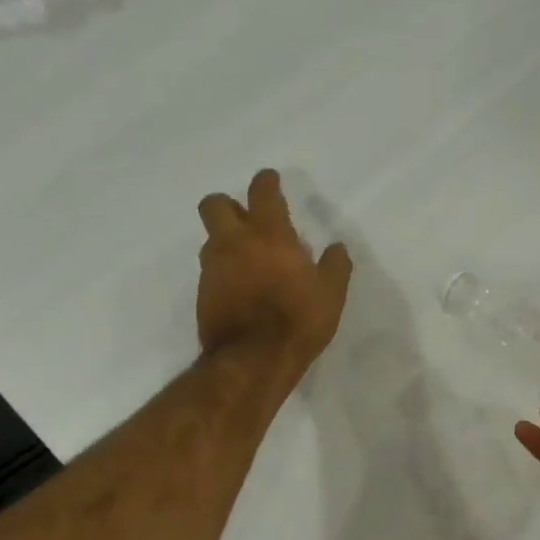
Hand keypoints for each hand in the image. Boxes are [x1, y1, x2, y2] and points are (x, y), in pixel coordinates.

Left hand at [197, 169, 352, 382]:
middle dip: (229, 205)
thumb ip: (335, 266)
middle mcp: (234, 243)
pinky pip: (211, 271)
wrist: (252, 360)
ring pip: (211, 239)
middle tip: (247, 218)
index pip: (262, 193)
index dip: (265, 182)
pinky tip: (240, 288)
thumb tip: (337, 247)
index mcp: (269, 235)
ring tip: (248, 258)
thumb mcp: (331, 294)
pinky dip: (224, 272)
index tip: (270, 180)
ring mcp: (213, 269)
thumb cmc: (297, 320)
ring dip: (226, 240)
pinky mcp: (202, 294)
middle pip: (216, 205)